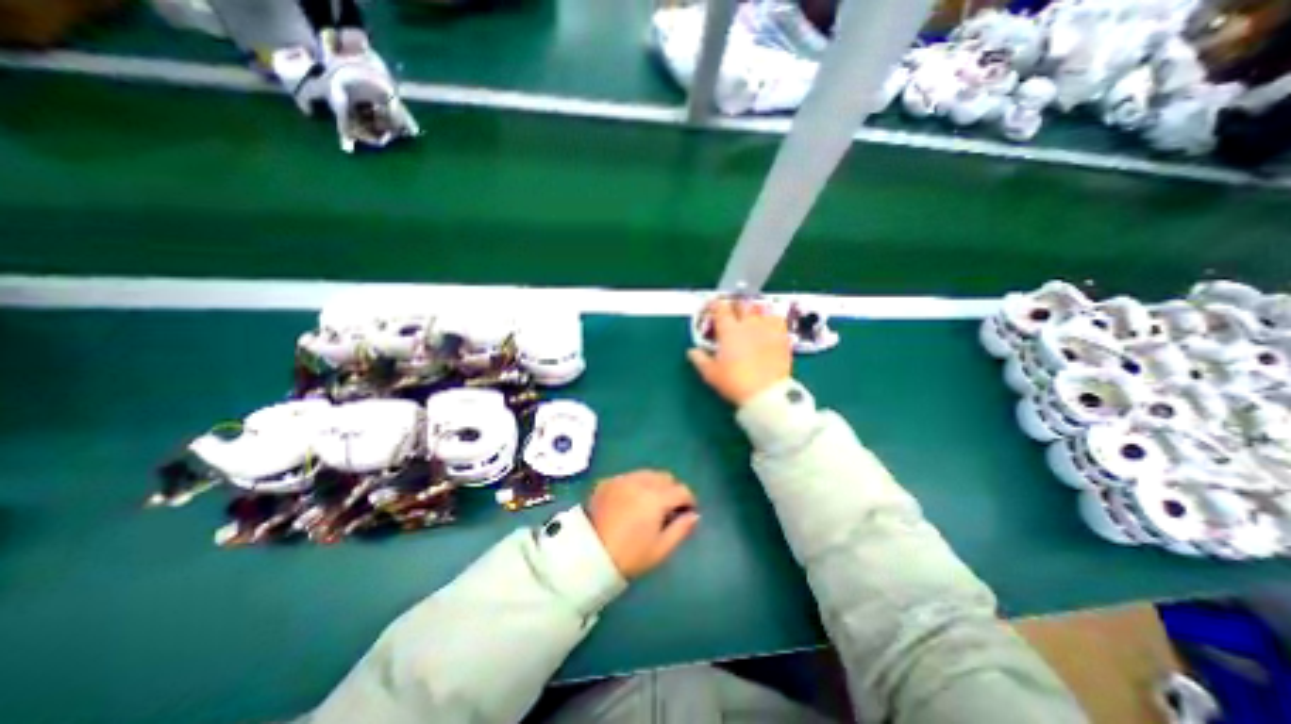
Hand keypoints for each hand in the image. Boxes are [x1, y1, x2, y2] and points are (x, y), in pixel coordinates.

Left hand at [590, 473, 700, 577]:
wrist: (589, 554)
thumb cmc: (629, 556)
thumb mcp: (660, 549)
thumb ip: (681, 529)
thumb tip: (694, 515)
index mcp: (656, 498)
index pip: (681, 490)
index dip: (689, 500)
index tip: (688, 511)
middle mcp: (641, 482)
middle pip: (665, 477)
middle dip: (671, 489)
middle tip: (668, 508)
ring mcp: (622, 479)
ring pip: (647, 474)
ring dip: (654, 485)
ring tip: (649, 503)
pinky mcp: (607, 481)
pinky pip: (629, 477)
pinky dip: (635, 485)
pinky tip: (630, 501)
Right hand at [692, 298, 791, 403]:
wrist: (766, 392)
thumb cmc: (734, 382)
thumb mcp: (711, 374)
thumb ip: (700, 359)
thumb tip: (692, 351)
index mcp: (728, 330)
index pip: (720, 308)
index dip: (715, 305)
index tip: (712, 306)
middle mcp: (748, 323)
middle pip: (742, 305)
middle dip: (735, 306)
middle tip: (732, 314)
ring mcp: (767, 328)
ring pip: (761, 309)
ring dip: (754, 311)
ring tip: (751, 318)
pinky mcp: (782, 336)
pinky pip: (777, 319)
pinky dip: (771, 319)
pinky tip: (768, 326)